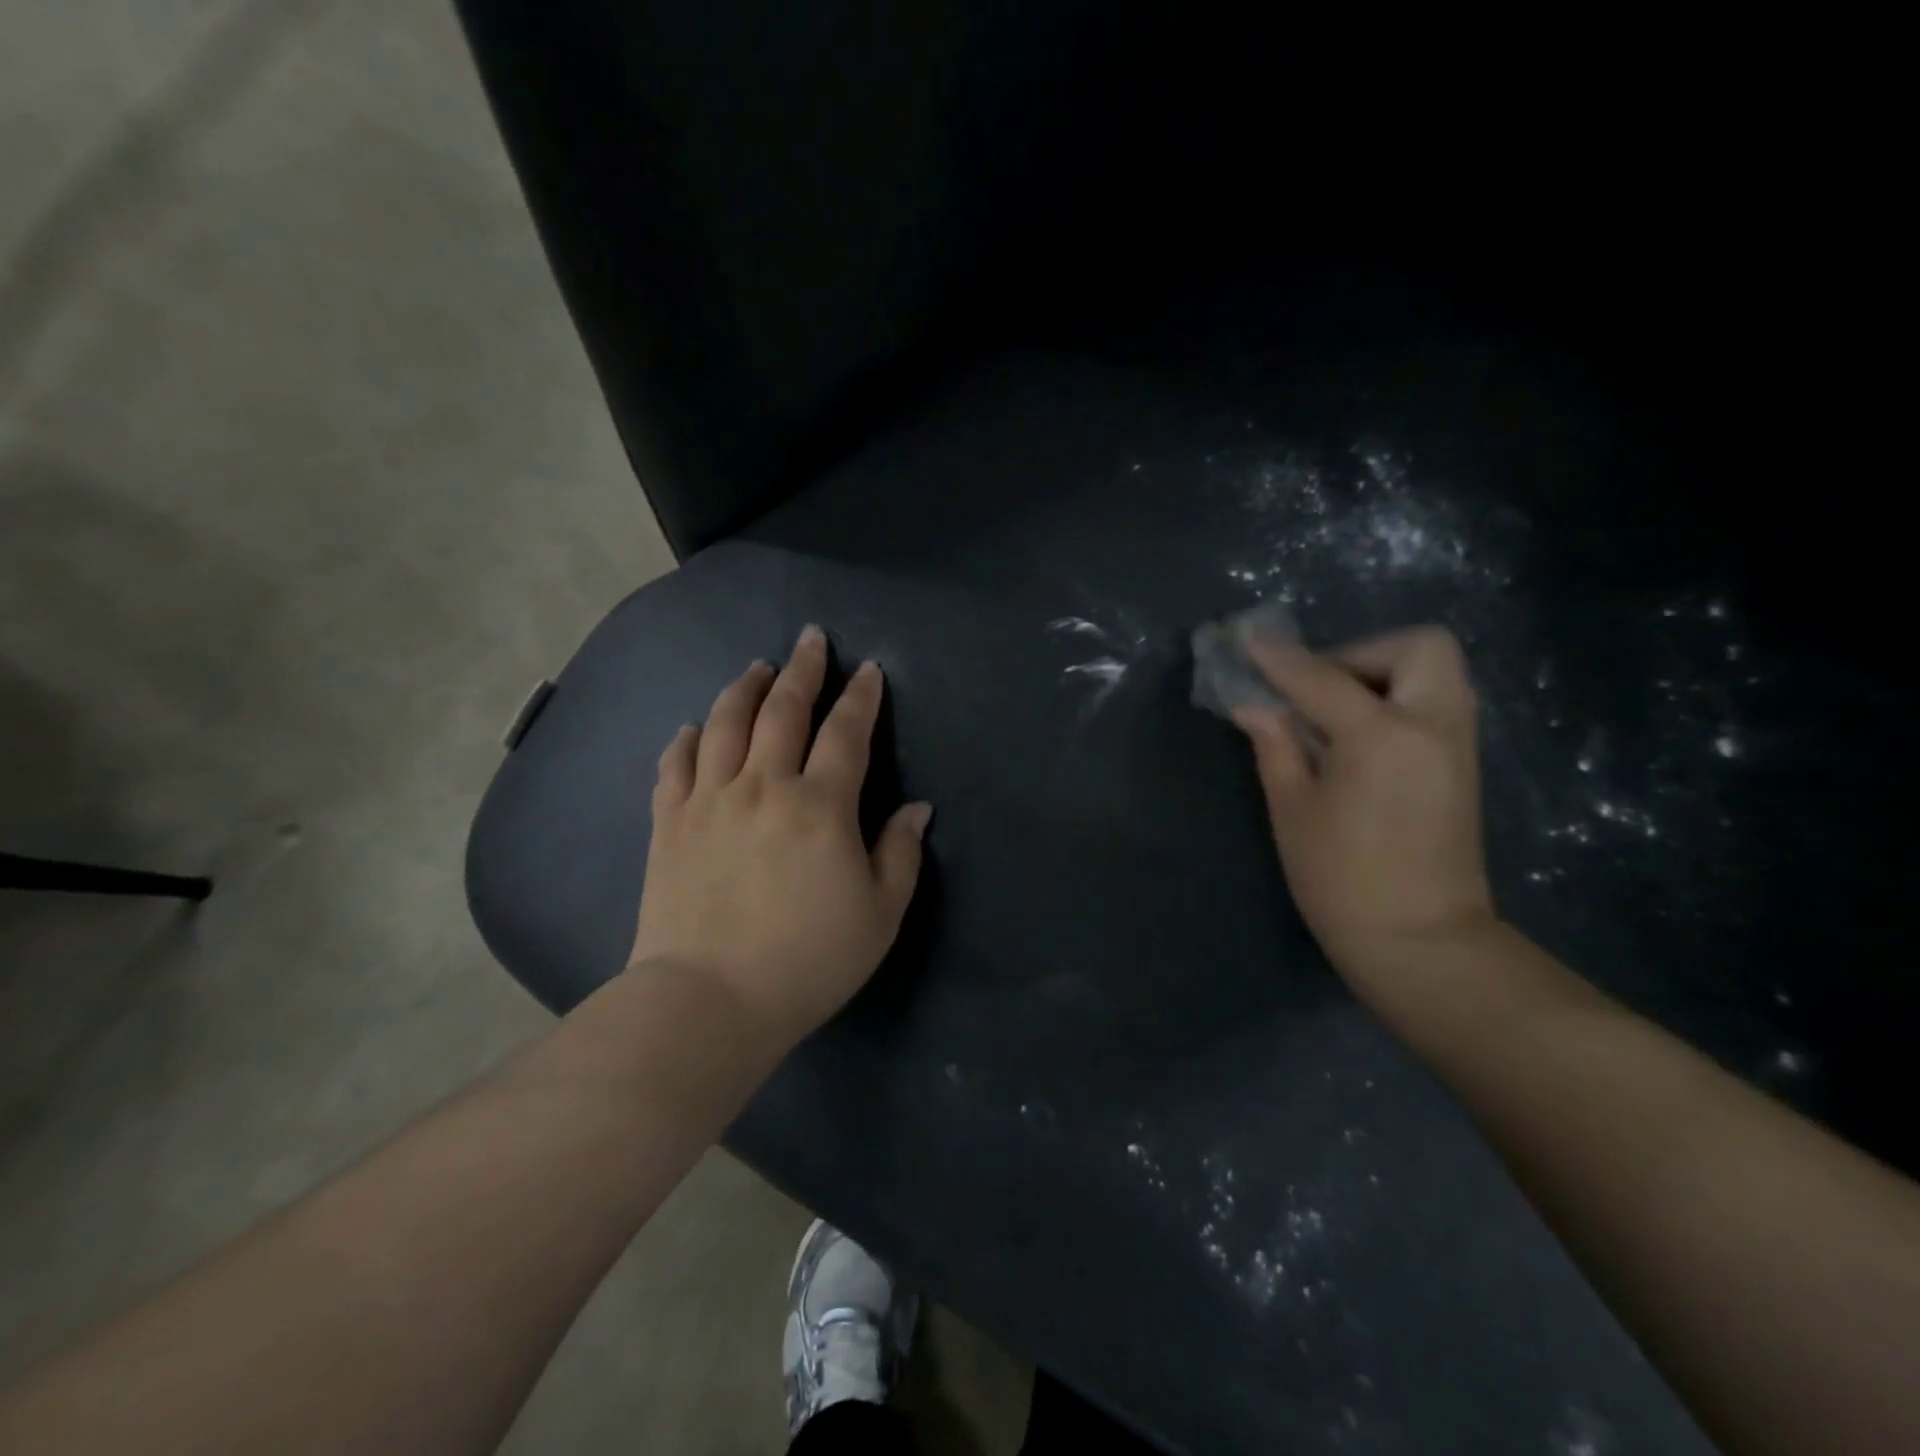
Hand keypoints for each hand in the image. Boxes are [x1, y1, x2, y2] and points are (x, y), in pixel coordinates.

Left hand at [629, 626, 931, 1046]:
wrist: (709, 1000)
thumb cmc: (807, 961)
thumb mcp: (879, 915)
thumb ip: (900, 854)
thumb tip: (916, 808)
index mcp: (820, 805)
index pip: (845, 734)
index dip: (860, 698)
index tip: (868, 670)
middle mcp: (763, 786)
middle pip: (782, 711)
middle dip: (802, 671)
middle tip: (810, 640)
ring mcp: (709, 801)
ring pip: (724, 725)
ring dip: (744, 690)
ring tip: (756, 668)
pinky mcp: (669, 824)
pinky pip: (675, 766)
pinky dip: (685, 740)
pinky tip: (692, 728)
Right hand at [1231, 624, 1497, 977]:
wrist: (1421, 941)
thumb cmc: (1341, 880)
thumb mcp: (1293, 810)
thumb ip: (1276, 746)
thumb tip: (1254, 706)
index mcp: (1382, 737)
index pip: (1320, 677)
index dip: (1278, 658)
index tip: (1245, 639)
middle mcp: (1432, 725)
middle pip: (1417, 646)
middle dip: (1361, 652)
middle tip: (1316, 688)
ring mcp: (1457, 743)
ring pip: (1435, 671)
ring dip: (1382, 673)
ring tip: (1332, 712)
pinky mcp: (1462, 764)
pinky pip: (1436, 701)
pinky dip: (1397, 698)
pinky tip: (1357, 735)